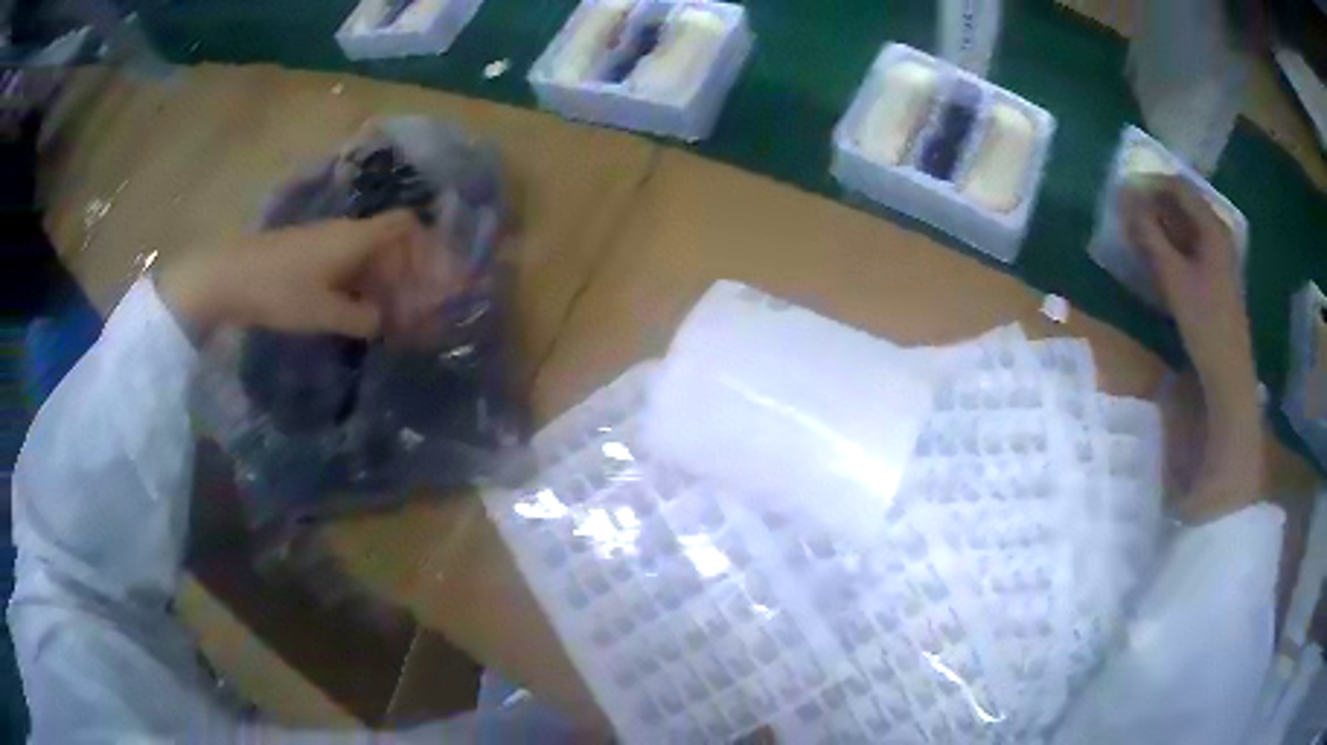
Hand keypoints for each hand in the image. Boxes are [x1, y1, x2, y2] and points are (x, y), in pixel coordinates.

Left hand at [159, 210, 463, 341]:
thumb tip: (383, 321)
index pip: (405, 224)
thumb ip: (361, 317)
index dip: (426, 244)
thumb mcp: (324, 313)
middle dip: (407, 271)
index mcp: (356, 238)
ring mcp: (326, 240)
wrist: (229, 276)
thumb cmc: (279, 291)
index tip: (436, 276)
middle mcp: (346, 232)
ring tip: (389, 314)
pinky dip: (361, 282)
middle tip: (416, 306)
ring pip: (368, 253)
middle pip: (390, 241)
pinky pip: (348, 261)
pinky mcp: (310, 253)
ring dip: (383, 279)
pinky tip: (356, 309)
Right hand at [1121, 174, 1254, 395]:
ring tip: (1143, 235)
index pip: (1179, 186)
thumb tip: (1125, 197)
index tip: (1126, 192)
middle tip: (1132, 214)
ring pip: (1190, 226)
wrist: (1229, 373)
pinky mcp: (1220, 277)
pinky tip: (1164, 259)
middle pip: (1185, 204)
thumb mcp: (1173, 276)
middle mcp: (1220, 233)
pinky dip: (1176, 243)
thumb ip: (1149, 234)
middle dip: (1157, 203)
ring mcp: (1222, 256)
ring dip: (1165, 224)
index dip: (1151, 183)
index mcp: (1212, 226)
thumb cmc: (1204, 321)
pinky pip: (1194, 245)